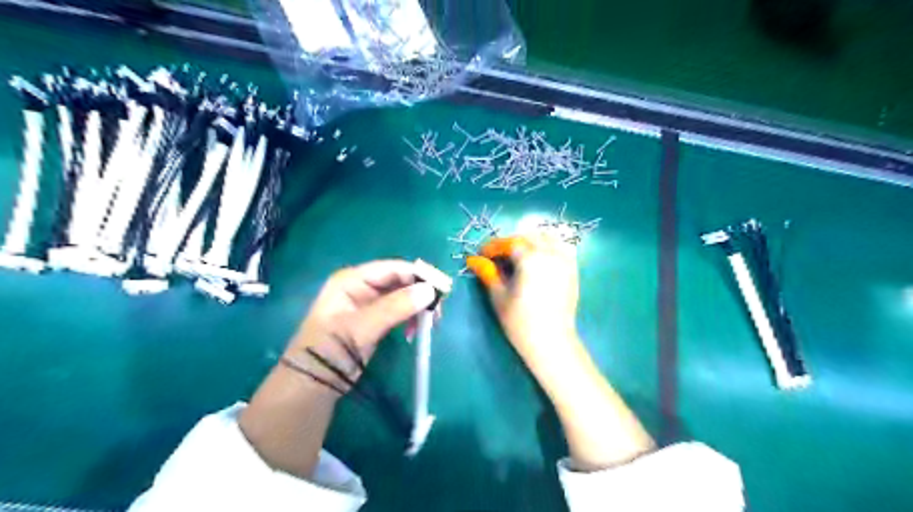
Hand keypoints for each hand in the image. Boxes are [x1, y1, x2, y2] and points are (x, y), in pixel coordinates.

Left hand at [238, 262, 445, 476]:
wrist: (312, 384)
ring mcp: (368, 303)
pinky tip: (415, 331)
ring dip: (418, 307)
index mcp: (353, 280)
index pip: (393, 268)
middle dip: (420, 292)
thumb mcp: (360, 327)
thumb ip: (395, 307)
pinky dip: (410, 317)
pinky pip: (399, 310)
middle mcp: (361, 286)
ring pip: (402, 296)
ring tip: (429, 324)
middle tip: (438, 312)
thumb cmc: (330, 350)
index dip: (419, 276)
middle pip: (400, 280)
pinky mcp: (374, 320)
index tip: (442, 290)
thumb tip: (429, 291)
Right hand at [465, 233, 584, 379]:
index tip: (482, 254)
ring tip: (518, 255)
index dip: (493, 246)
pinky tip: (539, 259)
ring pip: (546, 238)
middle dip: (511, 243)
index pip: (509, 243)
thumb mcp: (499, 296)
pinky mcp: (572, 271)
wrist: (551, 341)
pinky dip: (548, 247)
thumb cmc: (520, 321)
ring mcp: (564, 261)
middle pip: (527, 238)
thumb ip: (488, 273)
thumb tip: (472, 259)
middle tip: (497, 256)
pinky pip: (561, 248)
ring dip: (530, 241)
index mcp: (530, 259)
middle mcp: (549, 254)